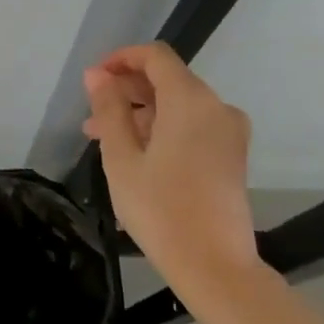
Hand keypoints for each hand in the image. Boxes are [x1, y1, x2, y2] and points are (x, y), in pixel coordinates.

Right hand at [83, 44, 257, 285]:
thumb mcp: (122, 158)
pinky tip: (136, 154)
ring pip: (178, 105)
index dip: (121, 59)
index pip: (155, 57)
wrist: (215, 266)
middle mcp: (216, 106)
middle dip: (126, 91)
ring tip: (104, 140)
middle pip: (167, 80)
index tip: (93, 80)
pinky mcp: (232, 154)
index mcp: (190, 100)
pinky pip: (192, 125)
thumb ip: (108, 109)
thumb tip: (97, 75)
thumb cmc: (160, 209)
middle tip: (91, 117)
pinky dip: (163, 129)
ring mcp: (228, 131)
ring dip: (140, 114)